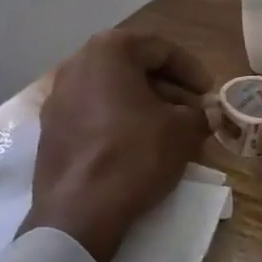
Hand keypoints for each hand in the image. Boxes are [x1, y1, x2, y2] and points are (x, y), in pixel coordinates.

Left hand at [24, 31, 211, 261]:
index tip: (209, 92)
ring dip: (145, 105)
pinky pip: (94, 114)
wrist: (77, 213)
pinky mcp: (51, 129)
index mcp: (108, 51)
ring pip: (113, 92)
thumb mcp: (182, 131)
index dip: (191, 70)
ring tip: (172, 130)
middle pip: (134, 68)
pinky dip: (120, 122)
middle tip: (194, 112)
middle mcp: (77, 64)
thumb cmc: (134, 155)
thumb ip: (199, 114)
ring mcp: (58, 97)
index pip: (160, 49)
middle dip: (168, 88)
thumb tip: (207, 114)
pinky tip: (141, 146)